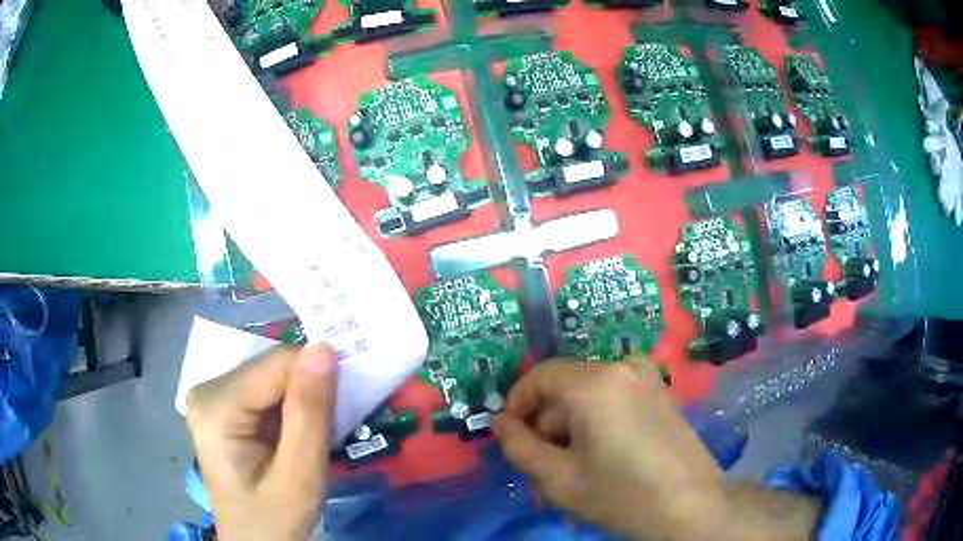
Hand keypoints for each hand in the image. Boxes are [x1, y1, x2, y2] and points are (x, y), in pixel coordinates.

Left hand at [187, 343, 337, 540]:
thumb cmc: (276, 521)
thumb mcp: (300, 477)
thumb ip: (310, 414)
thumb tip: (324, 347)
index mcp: (216, 405)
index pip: (277, 364)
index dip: (317, 380)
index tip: (346, 406)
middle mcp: (208, 390)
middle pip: (272, 368)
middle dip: (309, 392)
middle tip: (334, 425)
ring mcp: (213, 397)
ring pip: (273, 377)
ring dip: (302, 400)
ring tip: (318, 432)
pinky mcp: (224, 408)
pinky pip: (267, 391)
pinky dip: (291, 407)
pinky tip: (299, 433)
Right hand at [490, 361, 819, 540]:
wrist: (691, 507)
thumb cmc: (622, 494)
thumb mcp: (559, 478)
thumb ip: (519, 446)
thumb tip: (498, 422)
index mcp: (596, 382)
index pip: (539, 376)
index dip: (517, 406)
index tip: (511, 439)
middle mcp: (622, 367)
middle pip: (565, 390)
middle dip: (546, 429)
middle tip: (542, 472)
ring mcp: (646, 378)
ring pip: (588, 398)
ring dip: (570, 432)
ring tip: (571, 474)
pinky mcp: (660, 393)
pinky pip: (613, 400)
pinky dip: (596, 425)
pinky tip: (600, 461)